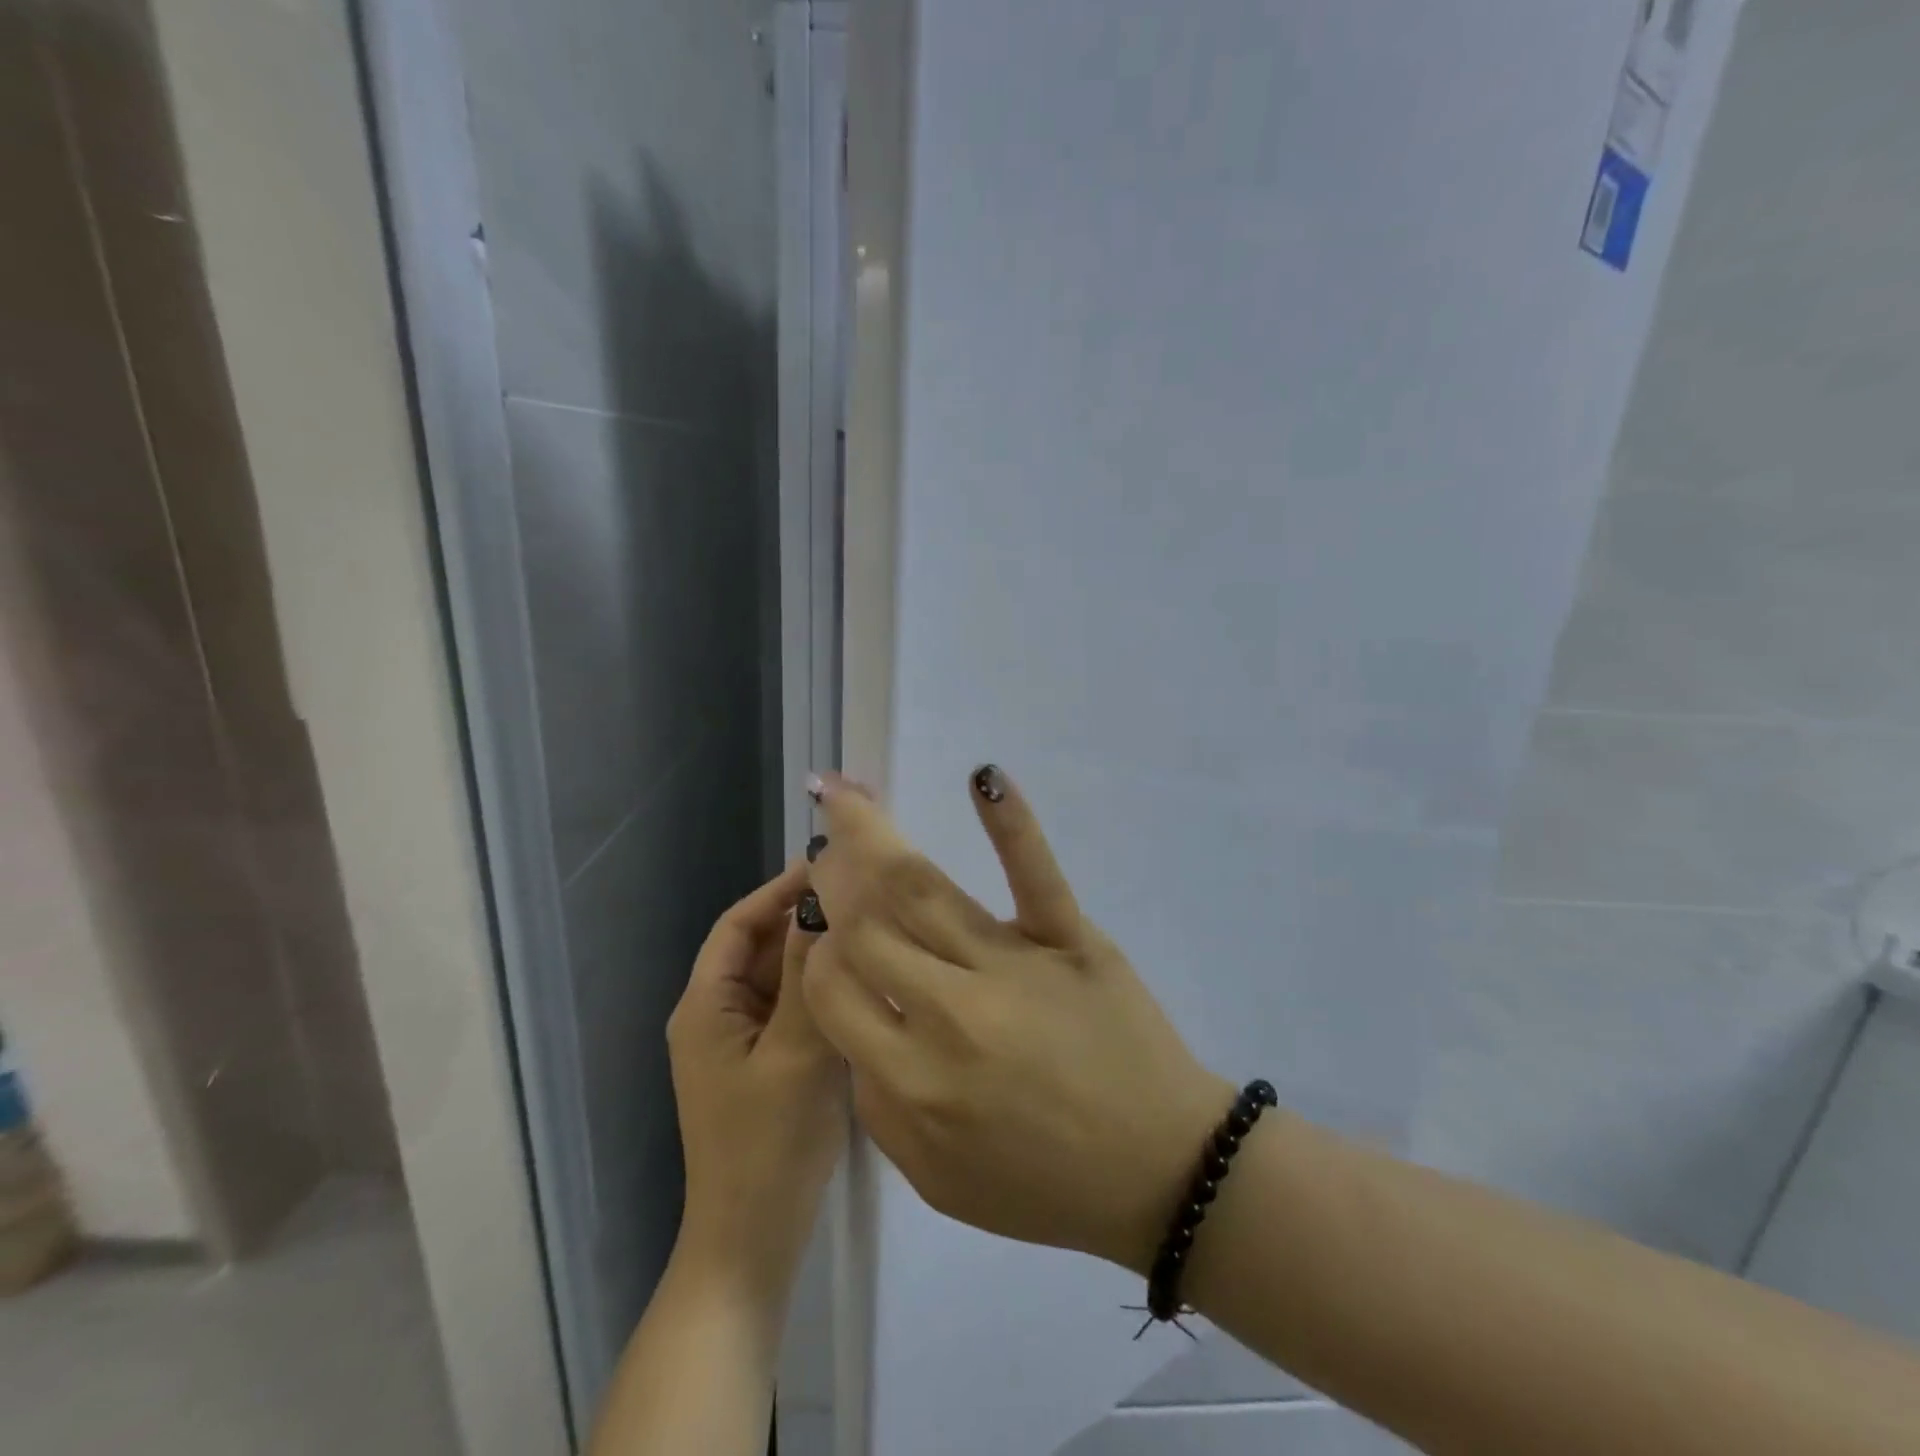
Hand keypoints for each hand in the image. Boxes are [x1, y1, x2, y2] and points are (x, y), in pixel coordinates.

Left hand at [667, 862, 845, 1293]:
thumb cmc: (768, 1146)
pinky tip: (863, 983)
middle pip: (762, 947)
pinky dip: (822, 991)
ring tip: (870, 929)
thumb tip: (821, 902)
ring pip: (781, 978)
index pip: (740, 922)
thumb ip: (808, 974)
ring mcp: (743, 1042)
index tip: (831, 865)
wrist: (753, 1246)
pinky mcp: (768, 1064)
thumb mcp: (795, 1050)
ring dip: (817, 955)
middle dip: (805, 920)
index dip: (780, 889)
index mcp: (706, 1005)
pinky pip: (794, 1009)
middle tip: (863, 896)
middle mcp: (718, 1015)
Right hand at [801, 768, 1234, 1274]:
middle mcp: (953, 1012)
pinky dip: (1010, 822)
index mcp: (914, 1079)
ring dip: (875, 836)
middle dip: (835, 881)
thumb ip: (877, 1106)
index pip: (833, 987)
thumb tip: (853, 1020)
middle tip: (825, 846)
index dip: (817, 951)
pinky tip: (984, 778)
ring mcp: (1016, 965)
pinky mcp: (1071, 938)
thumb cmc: (1046, 1185)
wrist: (1161, 1171)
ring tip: (846, 796)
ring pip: (925, 890)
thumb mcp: (938, 1179)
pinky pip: (1034, 873)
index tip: (824, 930)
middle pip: (870, 927)